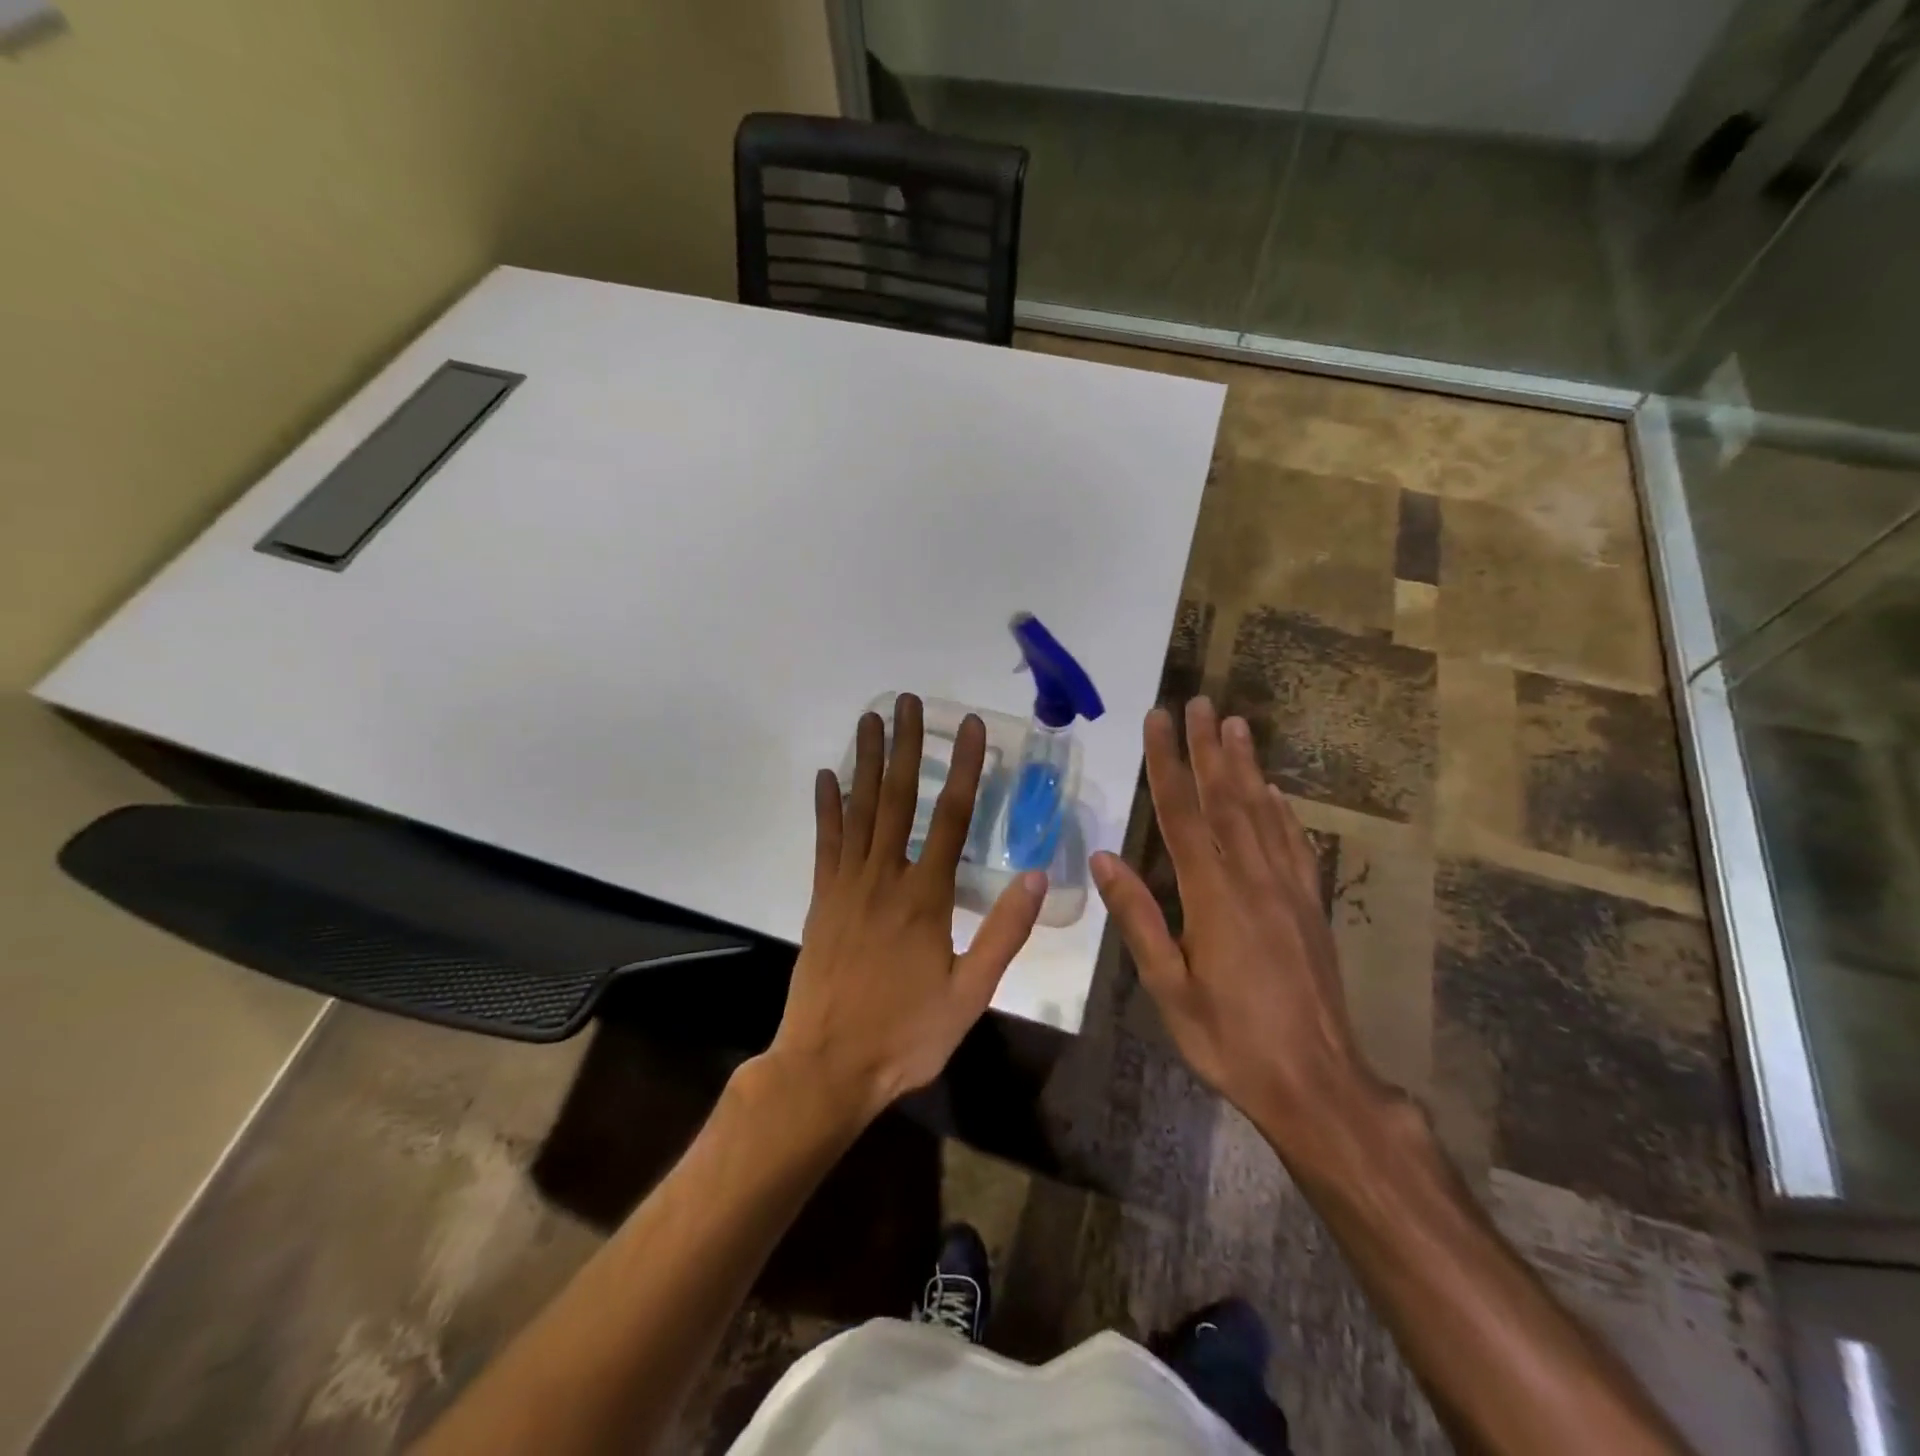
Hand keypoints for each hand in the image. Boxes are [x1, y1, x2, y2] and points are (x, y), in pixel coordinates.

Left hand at [764, 694, 1047, 1127]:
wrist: (828, 1067)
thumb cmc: (906, 1034)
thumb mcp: (970, 994)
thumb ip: (1003, 933)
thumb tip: (1038, 877)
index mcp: (925, 897)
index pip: (950, 818)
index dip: (963, 768)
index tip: (968, 726)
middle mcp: (885, 878)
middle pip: (898, 799)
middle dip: (905, 746)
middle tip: (907, 701)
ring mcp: (847, 886)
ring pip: (859, 810)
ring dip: (867, 762)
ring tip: (871, 719)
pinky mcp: (821, 900)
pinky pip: (825, 843)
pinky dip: (827, 807)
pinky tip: (827, 776)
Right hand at [1090, 697, 1385, 1150]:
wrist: (1317, 1083)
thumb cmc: (1229, 1039)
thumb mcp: (1169, 987)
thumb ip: (1138, 918)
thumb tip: (1103, 857)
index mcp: (1213, 896)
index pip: (1183, 814)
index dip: (1168, 763)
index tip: (1159, 719)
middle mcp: (1254, 879)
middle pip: (1227, 799)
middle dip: (1210, 748)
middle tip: (1201, 702)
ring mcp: (1289, 890)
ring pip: (1263, 813)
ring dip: (1247, 766)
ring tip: (1236, 725)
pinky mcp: (1311, 907)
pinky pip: (1295, 844)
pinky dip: (1282, 810)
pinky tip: (1275, 792)